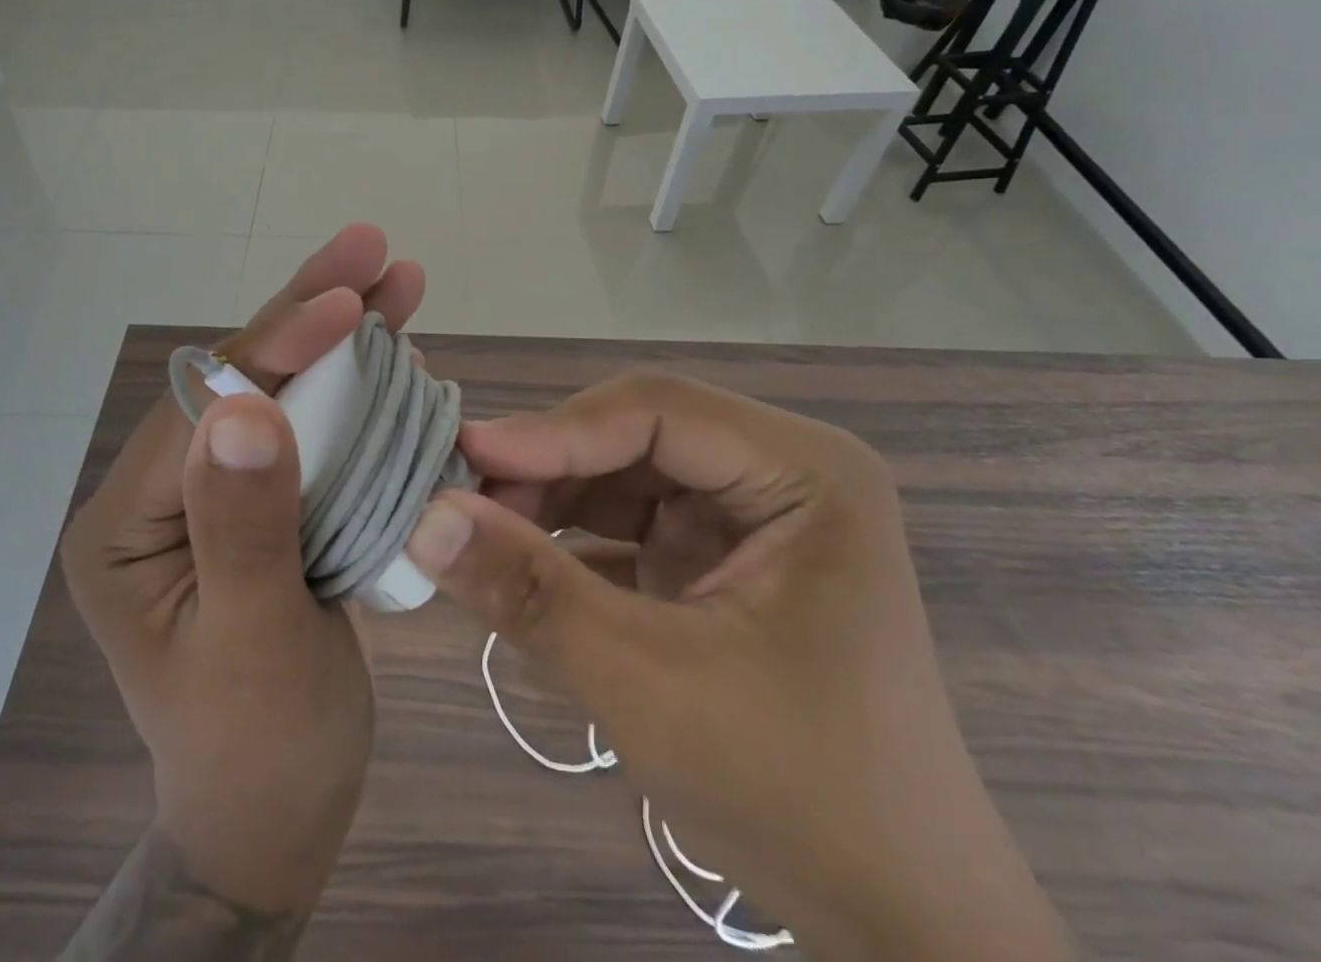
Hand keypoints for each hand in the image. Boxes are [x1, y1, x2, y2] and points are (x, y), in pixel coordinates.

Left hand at [60, 224, 423, 933]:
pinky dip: (354, 383)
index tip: (344, 301)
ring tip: (397, 281)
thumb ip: (244, 526)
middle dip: (308, 310)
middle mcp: (162, 490)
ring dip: (340, 333)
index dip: (276, 346)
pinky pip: (309, 425)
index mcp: (126, 523)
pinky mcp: (262, 499)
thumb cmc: (260, 748)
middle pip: (242, 378)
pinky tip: (395, 347)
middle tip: (372, 248)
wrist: (275, 813)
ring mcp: (213, 490)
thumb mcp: (252, 644)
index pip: (204, 409)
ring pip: (281, 389)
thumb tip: (245, 406)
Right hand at [405, 371, 1076, 961]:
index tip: (461, 460)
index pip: (655, 410)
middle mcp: (779, 472)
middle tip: (458, 503)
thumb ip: (532, 592)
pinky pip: (628, 522)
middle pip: (634, 435)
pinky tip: (519, 563)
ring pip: (620, 475)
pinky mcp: (719, 558)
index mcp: (804, 472)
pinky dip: (571, 540)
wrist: (896, 925)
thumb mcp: (648, 684)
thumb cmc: (795, 794)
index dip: (551, 430)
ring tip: (477, 534)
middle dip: (545, 468)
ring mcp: (750, 515)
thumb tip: (423, 519)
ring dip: (548, 502)